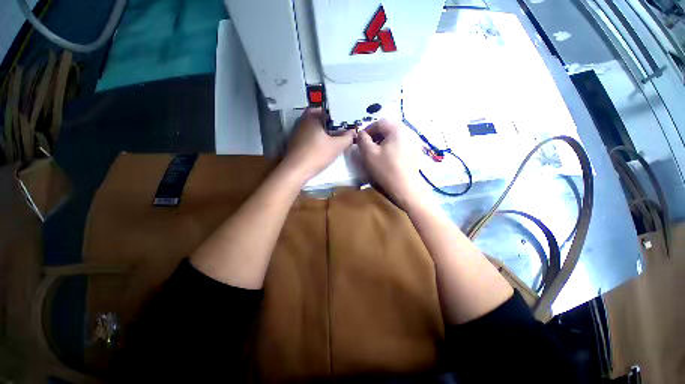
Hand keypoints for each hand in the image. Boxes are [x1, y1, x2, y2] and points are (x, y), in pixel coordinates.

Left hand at [281, 108, 354, 182]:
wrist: (296, 171)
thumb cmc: (316, 155)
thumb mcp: (336, 146)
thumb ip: (347, 138)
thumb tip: (353, 132)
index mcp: (312, 116)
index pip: (329, 109)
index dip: (340, 116)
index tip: (348, 123)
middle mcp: (303, 120)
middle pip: (322, 118)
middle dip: (333, 124)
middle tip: (343, 132)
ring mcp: (298, 131)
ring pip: (316, 127)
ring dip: (326, 132)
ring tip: (337, 140)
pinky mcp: (296, 141)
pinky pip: (311, 135)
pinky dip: (319, 138)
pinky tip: (325, 147)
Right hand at [357, 119, 424, 209]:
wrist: (406, 188)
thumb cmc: (386, 170)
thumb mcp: (369, 154)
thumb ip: (362, 139)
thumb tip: (361, 133)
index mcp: (397, 129)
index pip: (380, 122)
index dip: (368, 130)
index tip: (361, 140)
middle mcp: (409, 132)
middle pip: (388, 128)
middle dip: (376, 136)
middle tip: (368, 146)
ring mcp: (414, 142)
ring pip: (395, 137)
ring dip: (383, 141)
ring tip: (377, 153)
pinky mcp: (416, 152)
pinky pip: (401, 144)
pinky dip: (392, 147)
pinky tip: (388, 158)